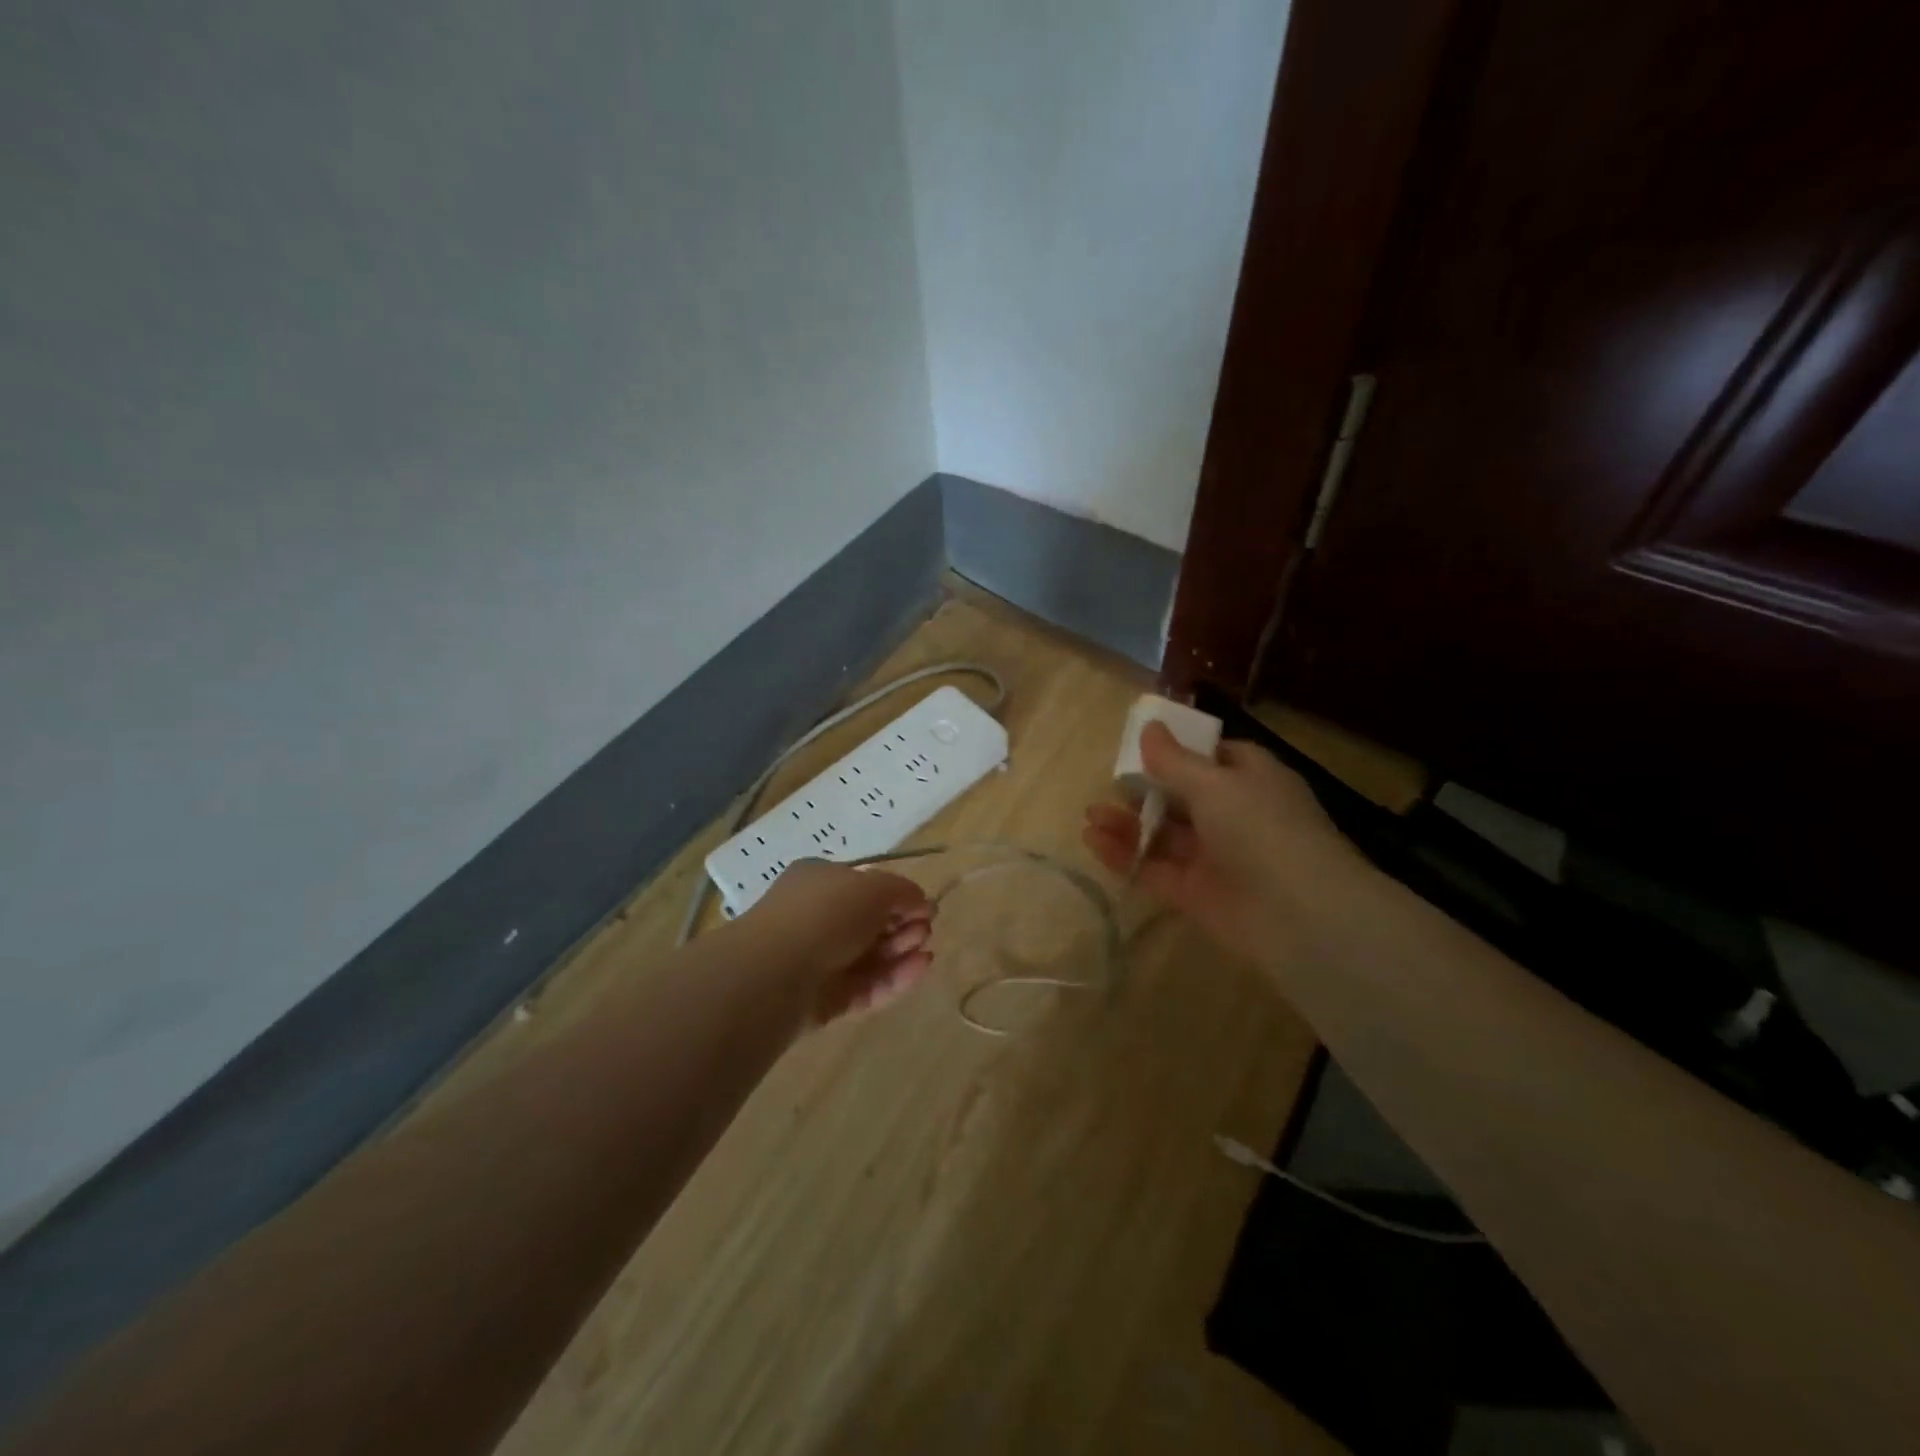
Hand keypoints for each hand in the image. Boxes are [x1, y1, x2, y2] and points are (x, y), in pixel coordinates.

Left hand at [747, 860, 934, 1024]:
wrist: (775, 973)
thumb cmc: (825, 914)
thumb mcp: (873, 887)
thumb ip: (902, 892)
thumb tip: (921, 903)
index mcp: (819, 881)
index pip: (864, 886)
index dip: (898, 896)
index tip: (925, 907)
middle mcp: (816, 918)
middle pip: (869, 923)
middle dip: (902, 925)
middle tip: (927, 930)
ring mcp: (819, 961)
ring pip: (869, 957)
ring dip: (901, 951)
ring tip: (926, 950)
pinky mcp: (825, 1000)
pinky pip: (866, 987)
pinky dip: (895, 978)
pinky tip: (920, 969)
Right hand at [1082, 722, 1360, 958]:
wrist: (1300, 914)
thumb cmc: (1261, 828)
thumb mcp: (1215, 784)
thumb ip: (1175, 761)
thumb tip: (1149, 729)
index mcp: (1252, 781)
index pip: (1215, 758)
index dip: (1181, 752)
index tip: (1143, 748)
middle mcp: (1235, 817)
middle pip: (1182, 799)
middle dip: (1145, 791)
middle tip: (1109, 786)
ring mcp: (1216, 858)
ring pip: (1165, 835)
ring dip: (1128, 825)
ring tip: (1089, 816)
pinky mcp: (1197, 894)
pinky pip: (1156, 870)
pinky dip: (1126, 856)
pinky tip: (1093, 842)